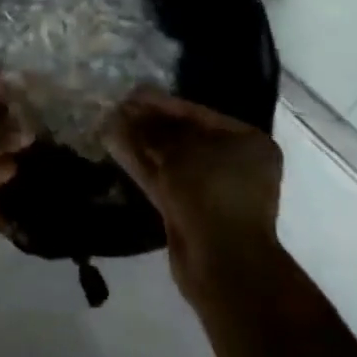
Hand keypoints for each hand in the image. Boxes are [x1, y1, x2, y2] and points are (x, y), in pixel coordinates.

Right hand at [103, 88, 283, 303]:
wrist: (222, 262)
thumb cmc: (211, 191)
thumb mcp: (181, 151)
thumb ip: (152, 130)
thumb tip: (124, 113)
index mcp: (247, 142)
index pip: (198, 114)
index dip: (162, 103)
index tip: (132, 93)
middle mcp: (233, 163)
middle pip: (183, 136)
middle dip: (149, 123)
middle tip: (117, 107)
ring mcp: (211, 189)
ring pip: (170, 158)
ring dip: (141, 142)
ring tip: (109, 122)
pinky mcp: (190, 210)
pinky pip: (163, 178)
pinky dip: (141, 163)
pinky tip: (114, 144)